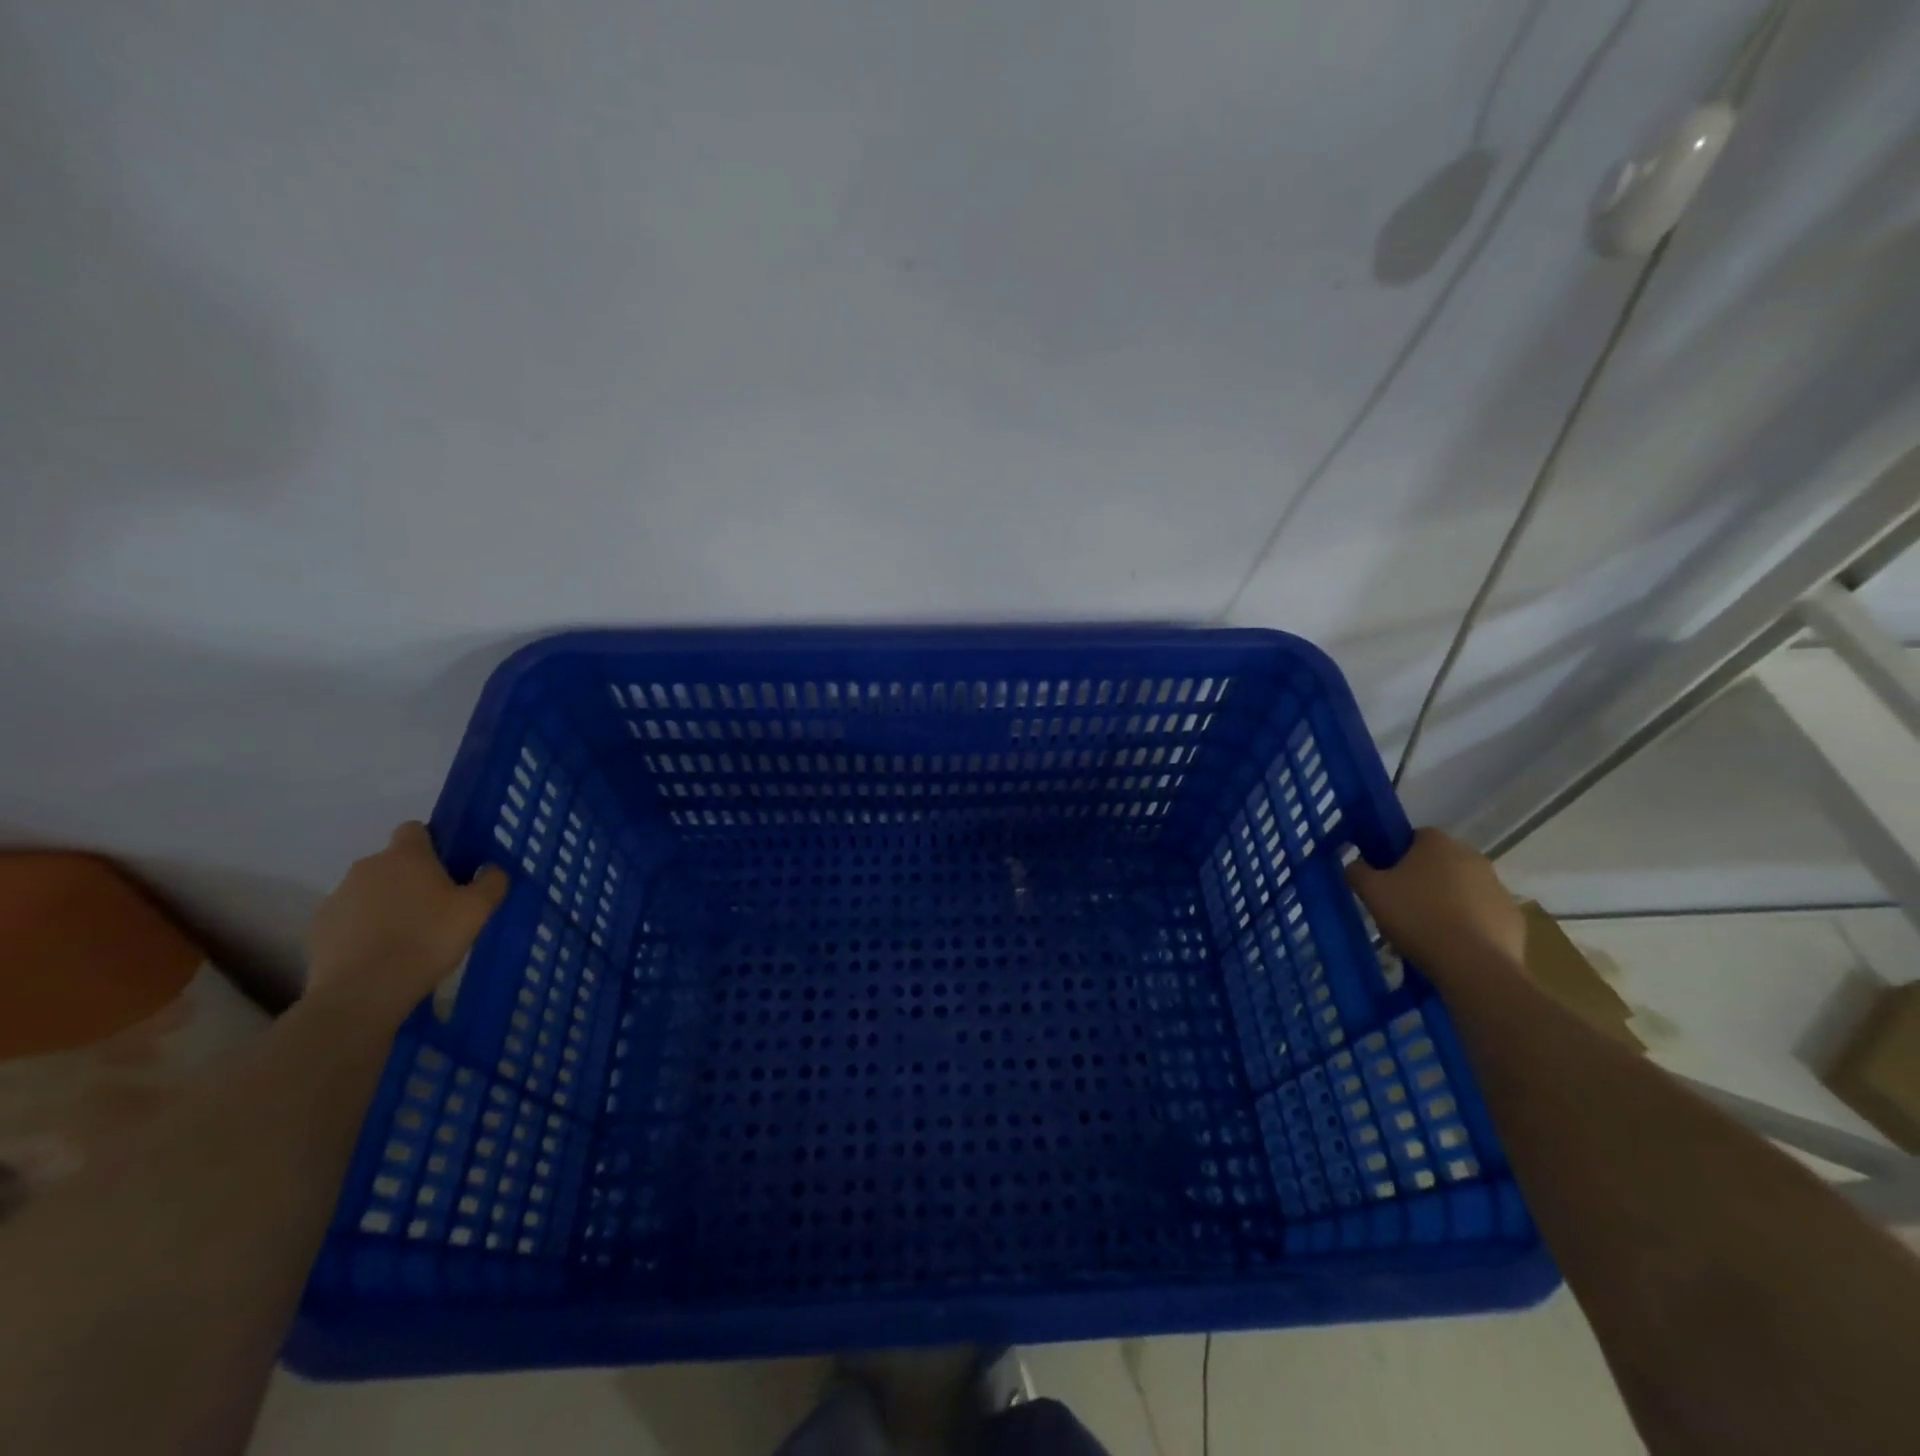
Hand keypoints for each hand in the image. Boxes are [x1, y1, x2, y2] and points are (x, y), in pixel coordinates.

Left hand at [307, 823, 508, 1022]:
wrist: (363, 991)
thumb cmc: (428, 939)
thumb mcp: (478, 910)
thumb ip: (491, 882)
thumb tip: (491, 869)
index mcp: (406, 856)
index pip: (415, 829)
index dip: (433, 844)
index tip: (449, 868)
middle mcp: (367, 867)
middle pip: (393, 862)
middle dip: (411, 878)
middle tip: (436, 908)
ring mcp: (337, 897)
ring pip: (370, 891)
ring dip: (386, 903)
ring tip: (407, 936)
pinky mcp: (318, 928)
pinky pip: (349, 918)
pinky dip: (363, 929)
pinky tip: (380, 954)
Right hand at [1345, 829, 1524, 985]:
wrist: (1473, 965)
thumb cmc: (1416, 917)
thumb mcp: (1371, 892)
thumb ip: (1357, 871)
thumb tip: (1356, 864)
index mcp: (1438, 843)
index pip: (1415, 836)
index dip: (1397, 855)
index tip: (1386, 877)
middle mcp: (1473, 857)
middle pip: (1441, 862)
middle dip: (1424, 878)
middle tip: (1402, 904)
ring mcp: (1498, 887)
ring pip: (1463, 889)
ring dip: (1448, 901)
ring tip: (1427, 930)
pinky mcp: (1513, 917)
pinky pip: (1483, 915)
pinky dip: (1470, 924)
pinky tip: (1453, 945)